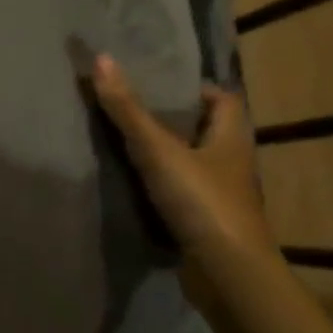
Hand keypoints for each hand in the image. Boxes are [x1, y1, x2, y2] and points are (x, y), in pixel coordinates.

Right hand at [90, 55, 282, 308]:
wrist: (227, 274)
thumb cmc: (202, 201)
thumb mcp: (158, 150)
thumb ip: (128, 109)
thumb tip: (101, 58)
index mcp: (231, 137)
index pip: (222, 99)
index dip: (194, 89)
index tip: (156, 84)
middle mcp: (231, 163)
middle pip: (204, 130)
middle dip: (172, 120)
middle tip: (130, 109)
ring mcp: (220, 196)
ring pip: (192, 163)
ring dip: (165, 154)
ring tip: (123, 143)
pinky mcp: (206, 222)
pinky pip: (182, 193)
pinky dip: (161, 186)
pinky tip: (132, 185)